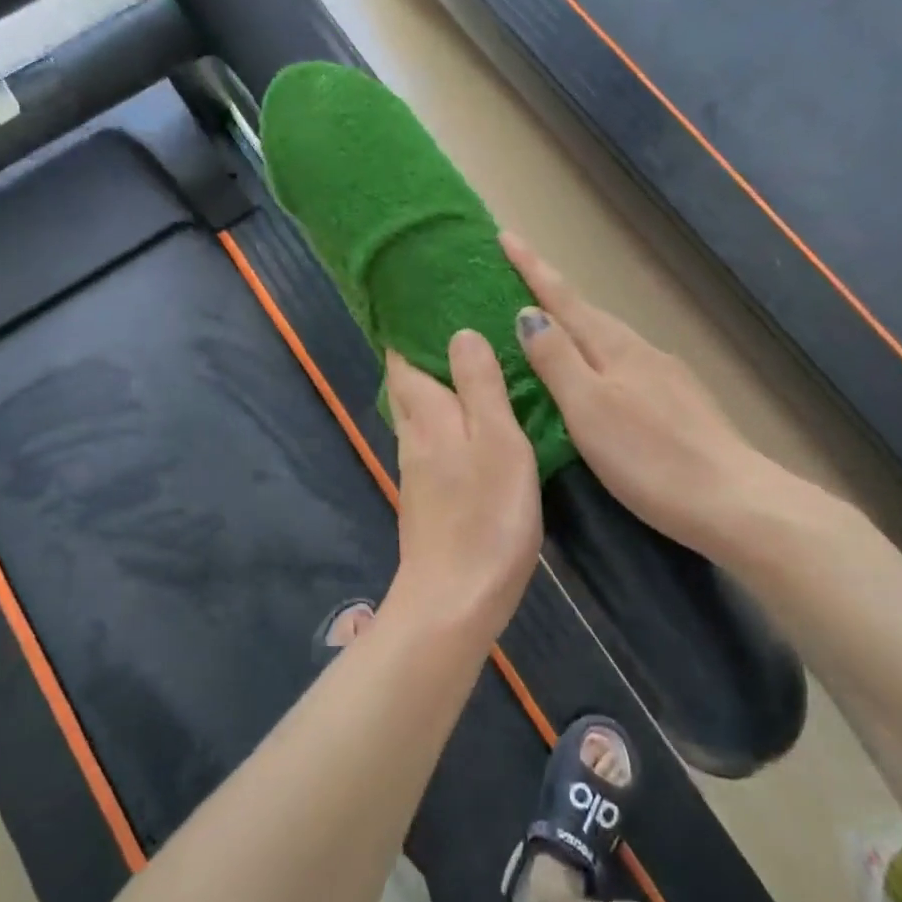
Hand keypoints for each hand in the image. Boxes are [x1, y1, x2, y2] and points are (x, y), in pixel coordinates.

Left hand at [384, 332, 543, 648]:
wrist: (455, 599)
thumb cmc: (485, 515)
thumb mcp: (497, 441)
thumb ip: (479, 386)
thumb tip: (460, 332)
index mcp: (427, 416)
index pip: (404, 360)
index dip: (407, 331)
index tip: (422, 301)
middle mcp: (414, 436)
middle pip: (407, 386)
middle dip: (420, 356)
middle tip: (448, 325)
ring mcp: (417, 470)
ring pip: (418, 414)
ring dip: (432, 386)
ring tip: (462, 364)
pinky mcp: (428, 497)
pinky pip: (432, 441)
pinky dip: (444, 419)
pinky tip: (466, 423)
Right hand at [501, 231, 853, 564]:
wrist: (732, 500)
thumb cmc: (650, 457)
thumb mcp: (589, 408)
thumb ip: (557, 359)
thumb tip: (528, 313)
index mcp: (615, 347)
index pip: (563, 299)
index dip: (532, 268)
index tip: (506, 236)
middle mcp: (640, 351)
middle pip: (587, 313)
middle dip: (552, 293)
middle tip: (517, 278)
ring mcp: (665, 376)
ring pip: (607, 340)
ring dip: (574, 326)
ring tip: (547, 327)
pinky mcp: (679, 403)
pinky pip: (623, 364)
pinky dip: (597, 357)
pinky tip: (596, 377)